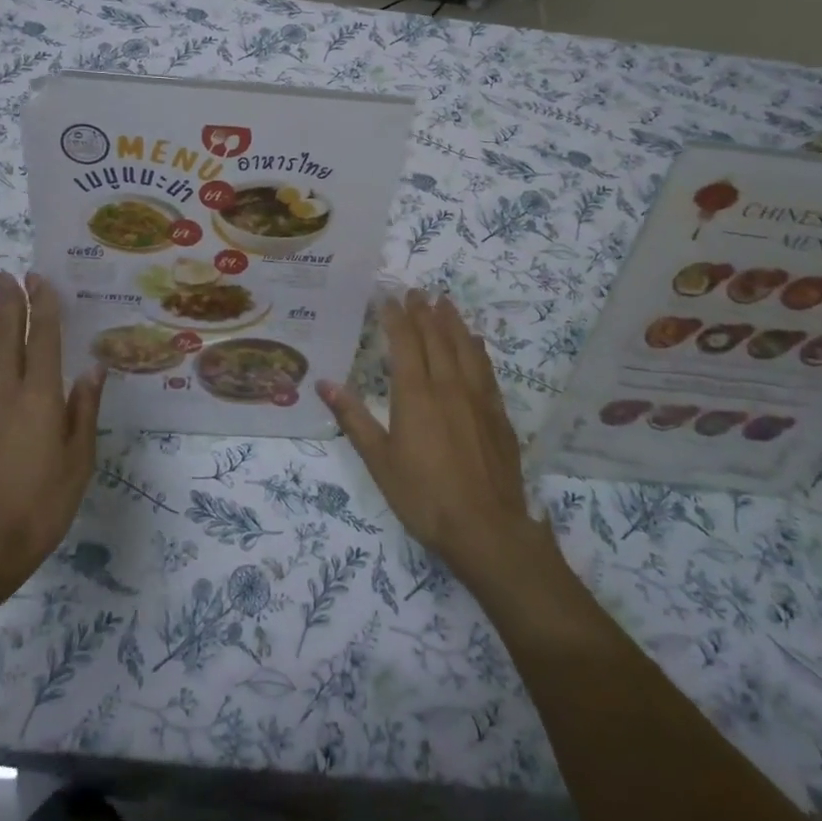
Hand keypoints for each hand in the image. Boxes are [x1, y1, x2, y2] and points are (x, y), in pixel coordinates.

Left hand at [0, 272, 103, 613]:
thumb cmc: (40, 506)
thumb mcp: (77, 462)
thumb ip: (83, 411)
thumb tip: (93, 368)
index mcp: (38, 398)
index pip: (42, 340)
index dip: (42, 308)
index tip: (39, 279)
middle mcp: (5, 392)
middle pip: (5, 338)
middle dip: (7, 304)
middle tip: (4, 274)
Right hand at [317, 291, 555, 589]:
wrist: (486, 528)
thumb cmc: (424, 496)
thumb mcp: (379, 461)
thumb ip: (353, 418)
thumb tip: (323, 383)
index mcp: (415, 394)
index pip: (404, 342)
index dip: (395, 317)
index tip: (387, 298)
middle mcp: (448, 385)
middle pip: (436, 337)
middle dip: (423, 312)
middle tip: (414, 292)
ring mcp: (477, 398)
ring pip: (464, 347)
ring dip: (453, 322)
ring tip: (444, 302)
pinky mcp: (498, 414)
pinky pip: (485, 369)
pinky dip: (477, 348)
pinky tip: (475, 342)